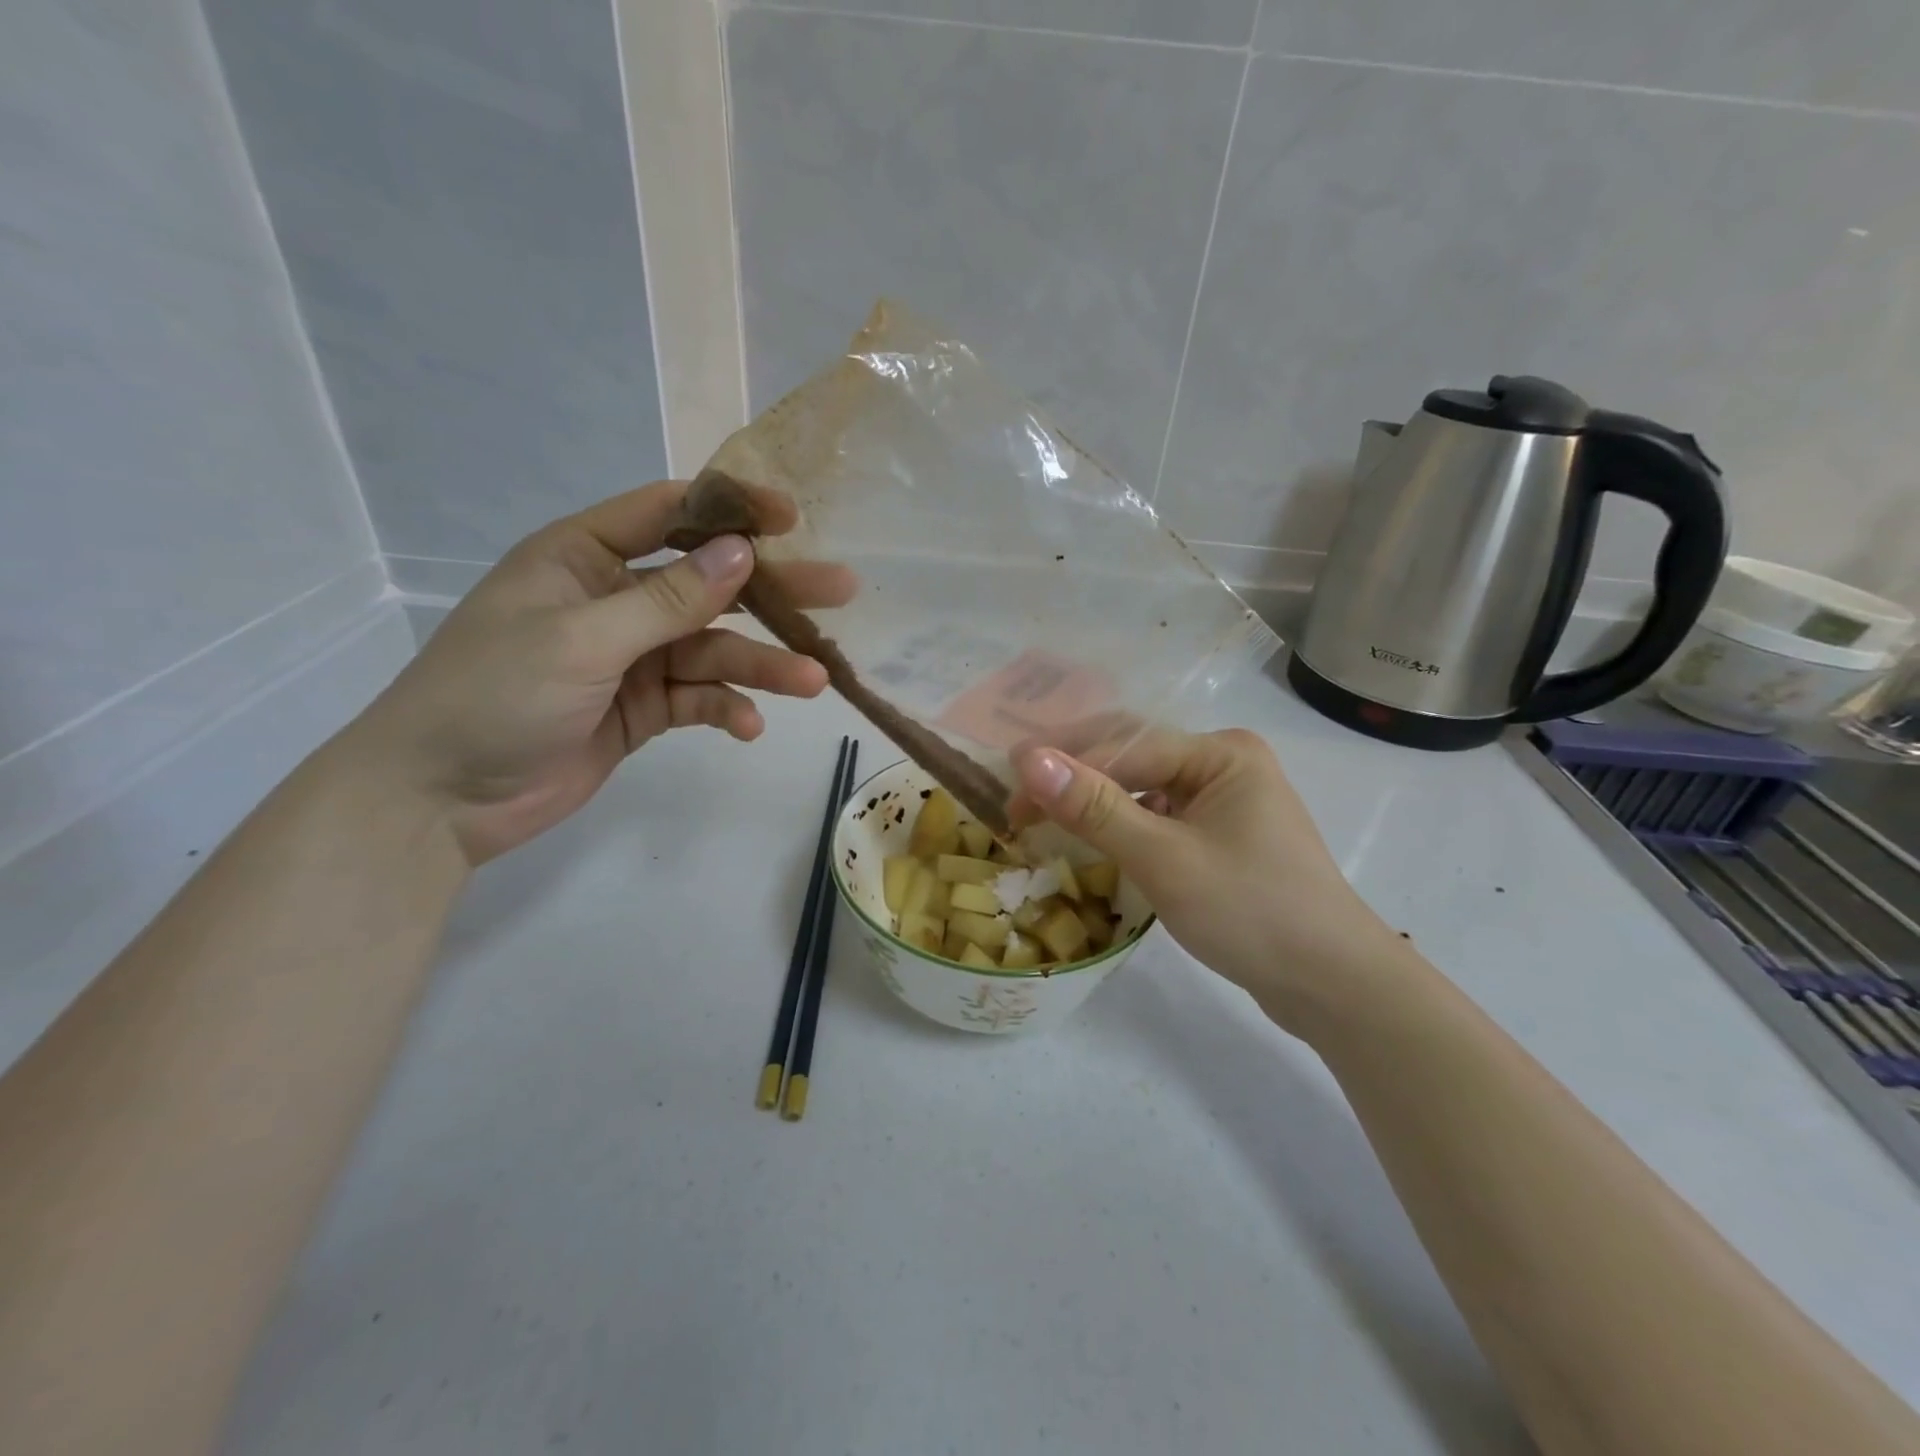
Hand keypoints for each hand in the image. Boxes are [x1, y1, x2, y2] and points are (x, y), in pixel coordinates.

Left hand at [348, 480, 855, 864]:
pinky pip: (699, 698)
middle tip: (839, 590)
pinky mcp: (644, 708)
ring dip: (761, 666)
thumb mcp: (582, 640)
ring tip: (813, 680)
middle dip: (771, 591)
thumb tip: (740, 552)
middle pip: (707, 585)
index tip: (792, 518)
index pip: (667, 514)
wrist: (440, 798)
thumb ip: (666, 601)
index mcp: (583, 558)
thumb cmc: (493, 697)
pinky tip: (749, 727)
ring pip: (713, 649)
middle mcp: (615, 600)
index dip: (730, 510)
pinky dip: (726, 709)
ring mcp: (633, 657)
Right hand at [1012, 727, 1399, 1016]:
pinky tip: (1093, 839)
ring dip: (1094, 802)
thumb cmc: (1251, 912)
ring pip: (1143, 789)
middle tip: (1019, 805)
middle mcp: (1224, 764)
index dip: (1063, 766)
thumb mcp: (1164, 859)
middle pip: (1133, 757)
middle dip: (1075, 777)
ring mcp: (1225, 800)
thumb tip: (1029, 760)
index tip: (1008, 794)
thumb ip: (1095, 808)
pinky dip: (1122, 826)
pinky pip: (1159, 817)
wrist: (1334, 986)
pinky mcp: (1222, 836)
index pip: (1125, 745)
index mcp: (1221, 752)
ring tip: (1043, 819)